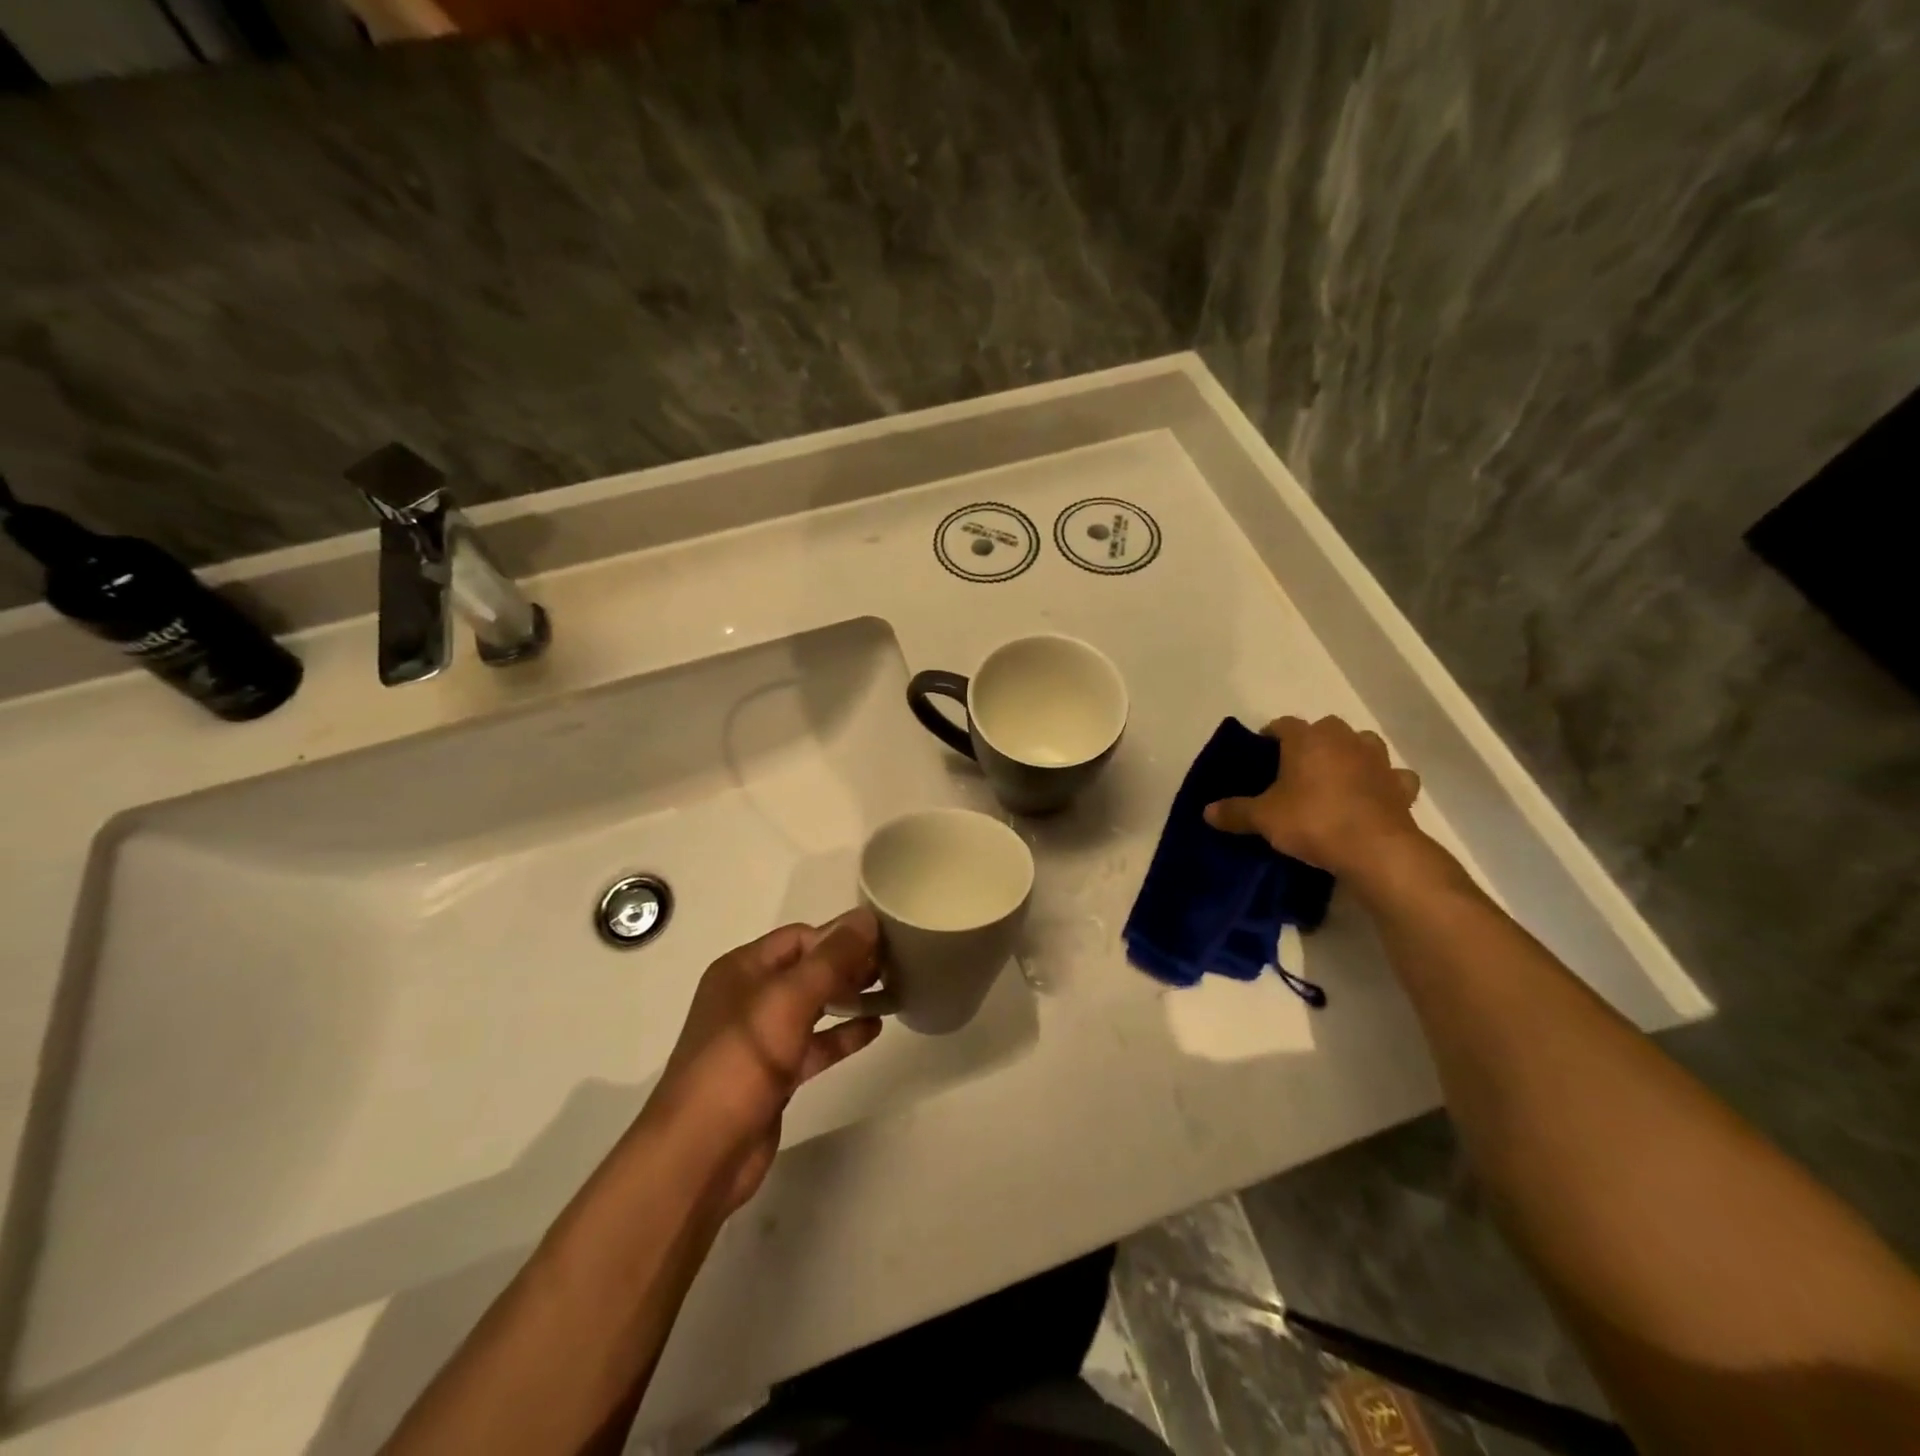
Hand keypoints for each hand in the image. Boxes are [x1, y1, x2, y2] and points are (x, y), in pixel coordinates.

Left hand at [642, 910, 883, 1213]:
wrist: (700, 1154)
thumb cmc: (741, 1061)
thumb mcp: (788, 1000)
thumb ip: (831, 958)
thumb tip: (867, 917)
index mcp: (742, 969)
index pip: (800, 937)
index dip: (839, 937)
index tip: (883, 943)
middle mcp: (749, 996)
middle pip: (807, 969)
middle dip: (847, 965)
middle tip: (894, 966)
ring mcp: (761, 1038)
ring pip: (813, 1006)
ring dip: (849, 997)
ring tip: (893, 991)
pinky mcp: (774, 1074)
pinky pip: (814, 1044)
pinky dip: (842, 1034)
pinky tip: (875, 1028)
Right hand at [1203, 715, 1423, 877]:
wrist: (1376, 850)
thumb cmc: (1313, 821)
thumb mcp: (1264, 818)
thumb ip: (1235, 812)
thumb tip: (1206, 811)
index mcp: (1307, 739)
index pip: (1284, 724)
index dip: (1271, 735)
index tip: (1262, 751)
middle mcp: (1344, 740)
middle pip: (1326, 728)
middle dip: (1312, 742)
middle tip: (1296, 768)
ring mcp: (1378, 761)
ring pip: (1363, 744)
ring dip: (1351, 754)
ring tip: (1336, 777)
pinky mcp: (1402, 786)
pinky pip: (1393, 777)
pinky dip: (1384, 782)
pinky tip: (1373, 796)